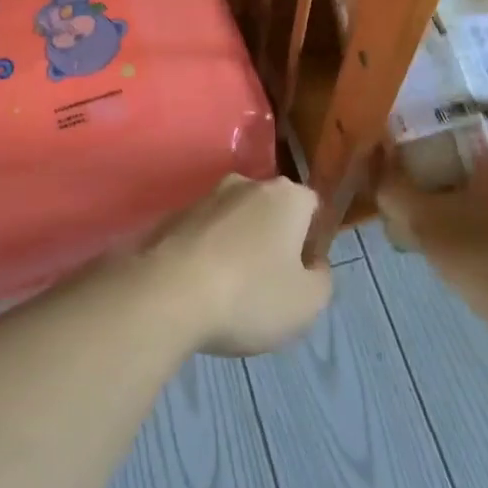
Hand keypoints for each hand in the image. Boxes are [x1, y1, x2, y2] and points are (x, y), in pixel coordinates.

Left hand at [146, 175, 333, 355]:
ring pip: (235, 222)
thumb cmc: (250, 295)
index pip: (312, 207)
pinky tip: (199, 290)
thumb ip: (321, 278)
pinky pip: (203, 235)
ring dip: (237, 248)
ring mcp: (205, 197)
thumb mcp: (308, 303)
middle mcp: (246, 184)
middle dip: (273, 241)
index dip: (312, 240)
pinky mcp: (172, 216)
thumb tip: (312, 264)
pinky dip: (206, 255)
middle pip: (271, 211)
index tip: (302, 275)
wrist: (166, 294)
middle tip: (268, 286)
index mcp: (286, 196)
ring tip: (229, 294)